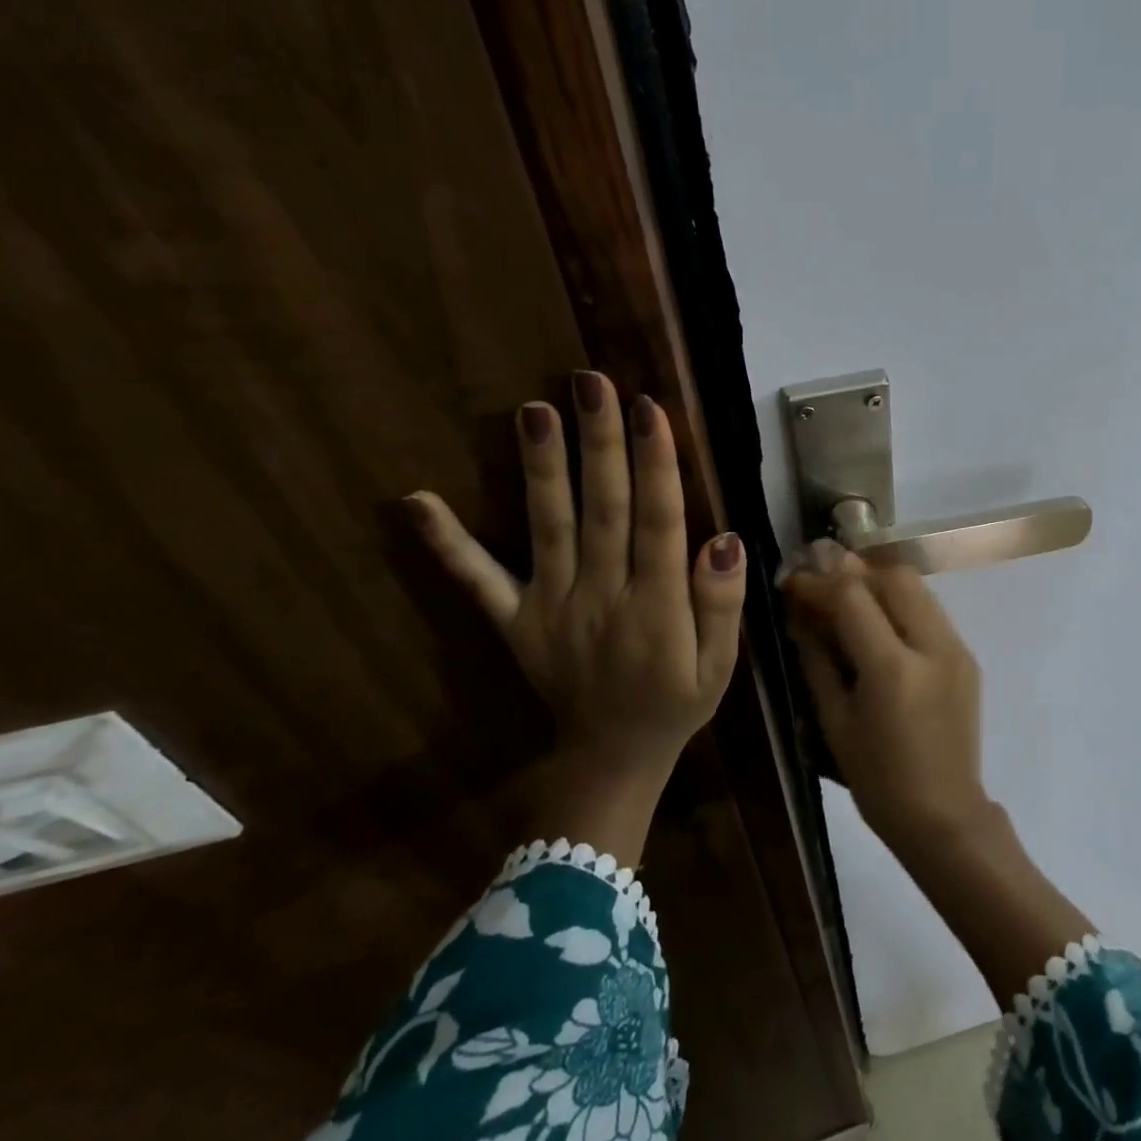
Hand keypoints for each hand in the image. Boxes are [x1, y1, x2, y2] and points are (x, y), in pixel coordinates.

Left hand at [405, 370, 745, 859]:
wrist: (612, 758)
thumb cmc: (677, 703)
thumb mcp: (721, 665)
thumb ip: (722, 603)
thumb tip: (724, 538)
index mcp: (656, 607)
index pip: (657, 521)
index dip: (655, 463)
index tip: (649, 408)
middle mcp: (601, 597)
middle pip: (602, 510)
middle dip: (599, 443)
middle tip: (589, 383)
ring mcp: (550, 607)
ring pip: (548, 528)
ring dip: (541, 468)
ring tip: (533, 410)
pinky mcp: (514, 621)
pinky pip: (478, 582)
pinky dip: (447, 544)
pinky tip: (416, 502)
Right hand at [782, 543, 988, 849]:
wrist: (945, 817)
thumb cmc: (878, 780)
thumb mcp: (835, 722)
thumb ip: (817, 659)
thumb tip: (799, 615)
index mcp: (893, 669)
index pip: (853, 598)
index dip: (817, 583)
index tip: (792, 582)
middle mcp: (933, 647)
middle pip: (895, 577)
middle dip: (854, 572)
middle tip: (823, 584)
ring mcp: (957, 649)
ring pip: (918, 588)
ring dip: (880, 583)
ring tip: (847, 597)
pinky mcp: (968, 657)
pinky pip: (931, 612)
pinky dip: (901, 604)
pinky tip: (879, 624)